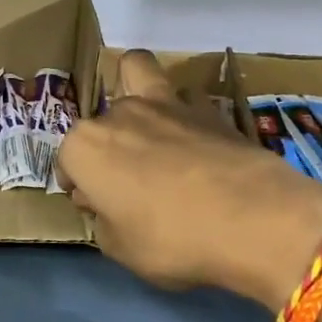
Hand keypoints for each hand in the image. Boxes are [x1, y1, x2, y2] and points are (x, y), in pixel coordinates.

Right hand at [57, 50, 321, 310]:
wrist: (254, 220)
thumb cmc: (171, 239)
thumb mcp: (121, 249)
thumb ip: (104, 220)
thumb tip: (109, 204)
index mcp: (85, 147)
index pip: (66, 162)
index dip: (78, 185)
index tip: (94, 206)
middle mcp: (118, 114)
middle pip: (100, 124)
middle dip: (107, 148)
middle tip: (127, 180)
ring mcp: (164, 104)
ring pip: (136, 71)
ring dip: (135, 94)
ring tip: (151, 129)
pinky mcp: (207, 107)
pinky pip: (183, 98)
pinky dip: (182, 111)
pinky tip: (195, 139)